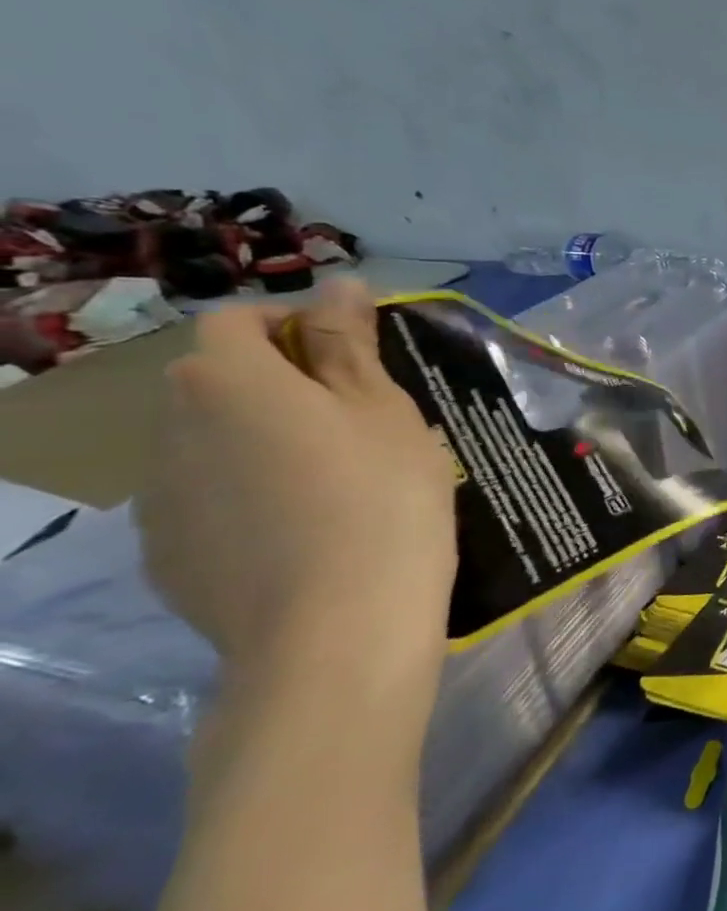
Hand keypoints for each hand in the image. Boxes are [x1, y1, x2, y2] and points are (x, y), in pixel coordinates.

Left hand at [136, 281, 456, 732]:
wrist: (337, 627)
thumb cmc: (381, 496)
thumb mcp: (383, 409)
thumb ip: (349, 343)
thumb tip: (338, 283)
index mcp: (228, 381)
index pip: (239, 320)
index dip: (295, 324)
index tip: (355, 356)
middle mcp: (171, 428)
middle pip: (218, 380)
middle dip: (281, 382)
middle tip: (358, 417)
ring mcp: (159, 497)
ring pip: (211, 441)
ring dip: (262, 439)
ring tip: (336, 478)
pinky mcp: (166, 553)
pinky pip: (207, 498)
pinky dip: (248, 494)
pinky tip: (305, 527)